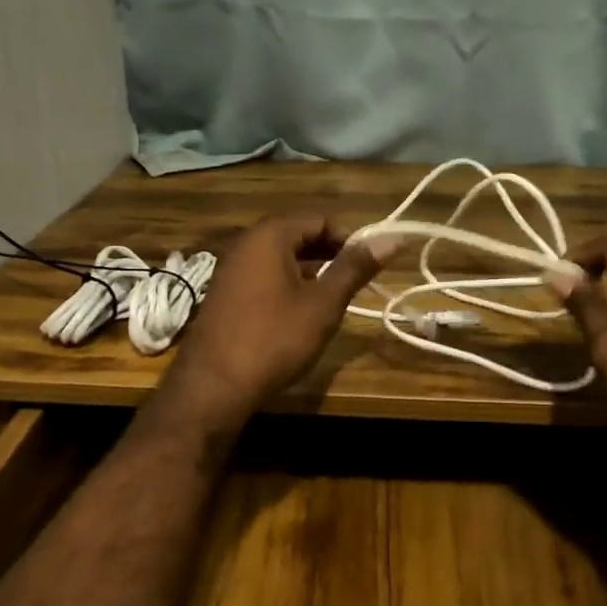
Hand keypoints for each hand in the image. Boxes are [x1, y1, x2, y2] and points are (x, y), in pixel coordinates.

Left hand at [157, 214, 382, 430]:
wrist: (214, 386)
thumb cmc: (274, 339)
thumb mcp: (323, 303)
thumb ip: (355, 268)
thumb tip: (392, 238)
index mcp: (269, 235)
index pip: (320, 219)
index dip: (350, 239)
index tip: (369, 266)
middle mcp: (245, 243)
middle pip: (298, 236)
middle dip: (329, 255)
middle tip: (355, 284)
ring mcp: (230, 269)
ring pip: (280, 258)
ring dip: (309, 272)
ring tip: (332, 300)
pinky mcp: (223, 294)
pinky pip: (263, 277)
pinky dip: (286, 286)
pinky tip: (299, 315)